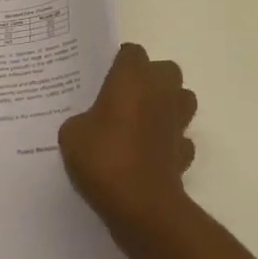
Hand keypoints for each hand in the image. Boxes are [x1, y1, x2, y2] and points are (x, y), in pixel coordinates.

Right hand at [58, 42, 197, 231]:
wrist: (142, 205)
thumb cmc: (105, 158)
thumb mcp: (72, 135)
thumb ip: (80, 120)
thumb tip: (87, 124)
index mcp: (133, 76)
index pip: (131, 52)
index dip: (119, 63)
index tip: (105, 79)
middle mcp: (161, 91)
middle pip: (165, 70)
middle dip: (150, 80)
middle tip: (125, 98)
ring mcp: (178, 121)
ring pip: (182, 99)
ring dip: (168, 106)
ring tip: (142, 123)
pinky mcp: (185, 152)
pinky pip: (181, 139)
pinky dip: (170, 143)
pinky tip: (152, 155)